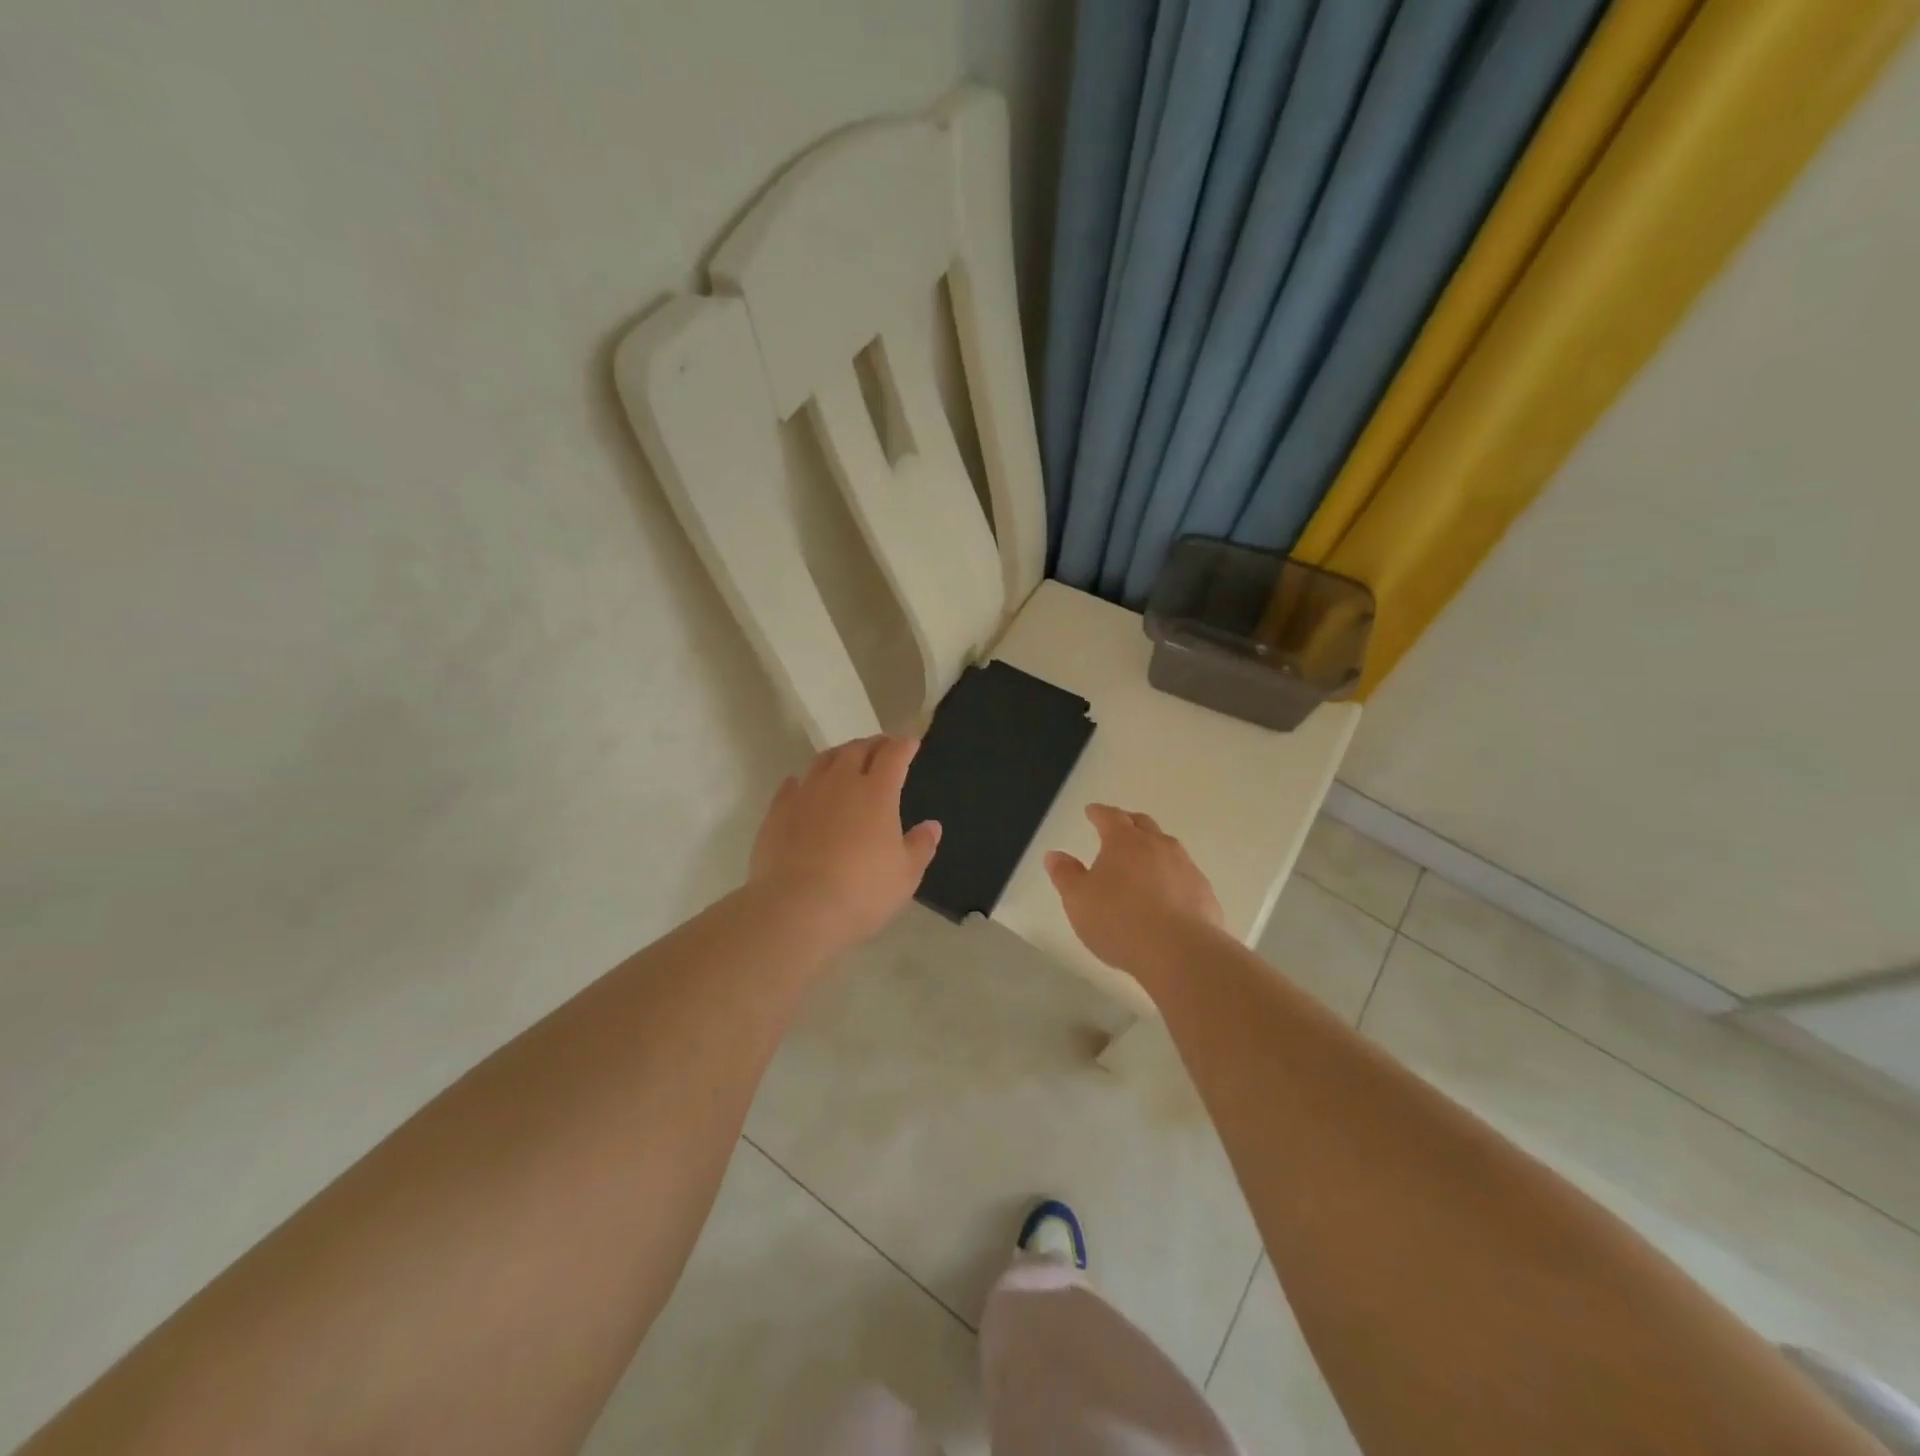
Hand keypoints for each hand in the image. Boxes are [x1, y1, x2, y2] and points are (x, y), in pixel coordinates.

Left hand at [750, 735, 941, 949]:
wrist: (797, 908)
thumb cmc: (862, 891)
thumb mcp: (905, 875)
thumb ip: (920, 846)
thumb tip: (932, 826)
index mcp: (877, 792)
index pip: (893, 755)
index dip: (904, 745)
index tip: (910, 742)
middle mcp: (840, 782)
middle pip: (857, 750)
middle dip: (873, 744)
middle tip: (881, 746)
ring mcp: (806, 794)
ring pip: (823, 760)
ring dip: (840, 755)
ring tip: (846, 759)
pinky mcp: (777, 811)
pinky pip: (792, 784)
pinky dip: (804, 780)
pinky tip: (803, 786)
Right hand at [1045, 804, 1222, 972]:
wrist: (1180, 951)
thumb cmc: (1119, 921)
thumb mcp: (1078, 900)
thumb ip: (1065, 875)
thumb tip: (1055, 855)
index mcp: (1124, 841)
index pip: (1110, 817)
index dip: (1098, 813)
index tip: (1091, 811)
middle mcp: (1158, 845)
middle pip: (1143, 824)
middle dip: (1128, 822)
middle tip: (1119, 828)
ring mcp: (1185, 867)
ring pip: (1167, 847)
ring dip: (1153, 849)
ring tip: (1143, 862)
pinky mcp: (1204, 892)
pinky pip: (1184, 875)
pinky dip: (1172, 877)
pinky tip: (1167, 895)